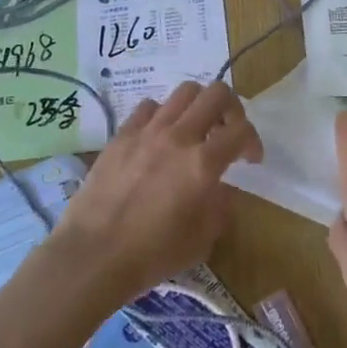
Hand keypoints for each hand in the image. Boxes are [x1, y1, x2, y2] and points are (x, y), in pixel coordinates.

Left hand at [48, 80, 261, 308]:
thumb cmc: (152, 255)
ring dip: (198, 106)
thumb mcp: (202, 240)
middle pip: (216, 93)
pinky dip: (163, 115)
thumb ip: (220, 207)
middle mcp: (178, 137)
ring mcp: (146, 131)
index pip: (241, 130)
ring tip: (195, 129)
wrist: (93, 255)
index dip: (253, 141)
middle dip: (232, 108)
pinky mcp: (121, 135)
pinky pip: (149, 107)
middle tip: (228, 131)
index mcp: (202, 164)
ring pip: (183, 92)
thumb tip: (220, 189)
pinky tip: (159, 136)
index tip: (250, 160)